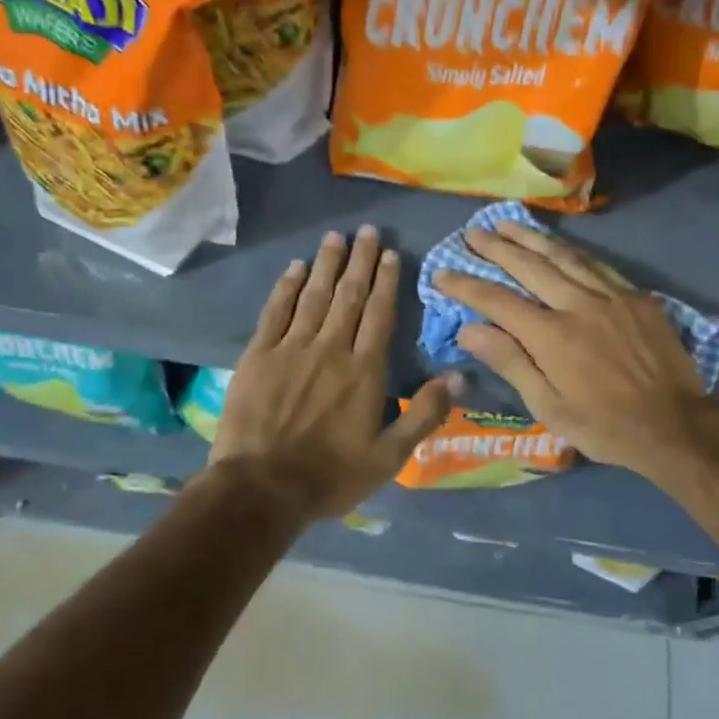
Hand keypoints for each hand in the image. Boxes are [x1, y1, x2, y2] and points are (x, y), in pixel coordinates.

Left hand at [213, 225, 456, 524]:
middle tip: (366, 230)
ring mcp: (291, 349)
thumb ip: (425, 413)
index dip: (386, 282)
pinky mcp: (258, 356)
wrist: (262, 488)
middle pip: (349, 296)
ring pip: (314, 296)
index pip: (379, 314)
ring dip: (326, 264)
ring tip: (335, 237)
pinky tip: (295, 268)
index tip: (389, 253)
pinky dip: (286, 287)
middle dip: (359, 261)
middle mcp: (331, 349)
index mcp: (364, 371)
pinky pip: (275, 312)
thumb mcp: (390, 457)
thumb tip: (460, 376)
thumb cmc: (331, 476)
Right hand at [433, 219, 718, 480]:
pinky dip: (571, 250)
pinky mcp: (636, 297)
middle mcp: (578, 304)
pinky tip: (558, 244)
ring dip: (531, 237)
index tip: (442, 272)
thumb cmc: (604, 426)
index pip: (497, 300)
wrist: (675, 425)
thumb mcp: (549, 407)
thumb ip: (510, 362)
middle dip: (496, 248)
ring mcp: (611, 296)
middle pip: (529, 266)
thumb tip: (469, 329)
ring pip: (563, 255)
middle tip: (472, 232)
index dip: (466, 284)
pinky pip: (596, 264)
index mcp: (552, 336)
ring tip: (506, 223)